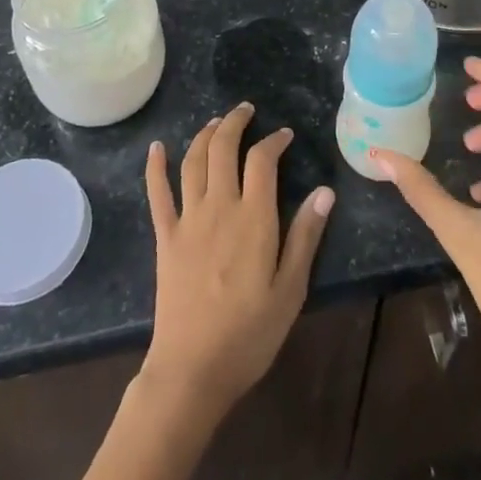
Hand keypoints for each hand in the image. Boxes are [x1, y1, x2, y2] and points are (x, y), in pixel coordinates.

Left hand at [141, 103, 334, 420]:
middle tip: (247, 110)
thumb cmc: (249, 334)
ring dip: (205, 135)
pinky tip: (157, 148)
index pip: (262, 161)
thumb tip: (325, 192)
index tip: (284, 135)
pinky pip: (157, 193)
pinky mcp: (166, 237)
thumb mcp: (291, 290)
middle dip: (235, 123)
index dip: (274, 141)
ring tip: (216, 121)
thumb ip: (306, 237)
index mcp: (253, 218)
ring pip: (193, 162)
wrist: (192, 369)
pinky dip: (155, 167)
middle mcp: (219, 207)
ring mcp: (188, 220)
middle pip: (224, 149)